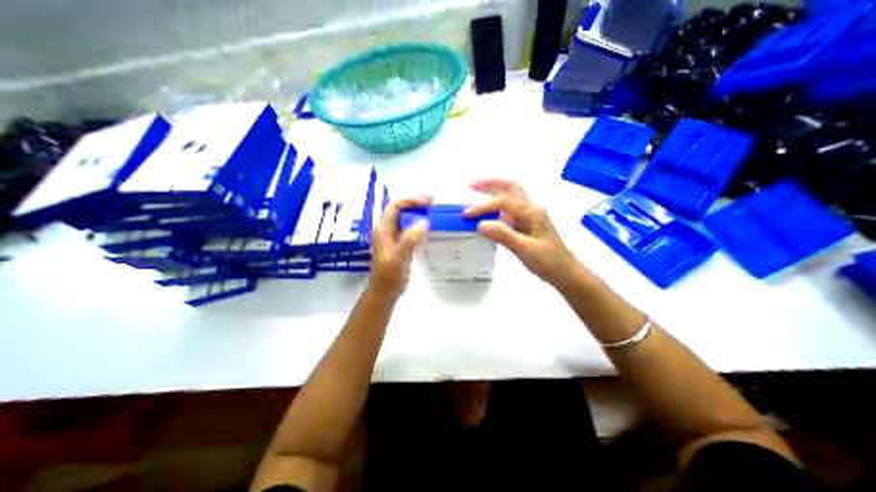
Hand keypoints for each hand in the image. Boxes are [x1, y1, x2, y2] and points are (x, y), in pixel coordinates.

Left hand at [366, 195, 429, 299]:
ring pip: (406, 216)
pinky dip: (420, 222)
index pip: (396, 205)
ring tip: (434, 210)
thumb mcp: (399, 258)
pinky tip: (430, 225)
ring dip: (419, 211)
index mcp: (383, 228)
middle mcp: (387, 228)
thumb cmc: (389, 276)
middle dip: (416, 202)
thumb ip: (409, 239)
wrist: (385, 291)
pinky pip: (410, 226)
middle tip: (434, 202)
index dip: (411, 200)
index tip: (428, 201)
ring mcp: (394, 234)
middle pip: (401, 207)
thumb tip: (425, 221)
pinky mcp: (401, 241)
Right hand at [465, 179, 579, 288]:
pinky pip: (508, 211)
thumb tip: (480, 224)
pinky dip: (495, 208)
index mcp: (532, 212)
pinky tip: (486, 215)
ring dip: (492, 193)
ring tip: (475, 194)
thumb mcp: (526, 250)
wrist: (565, 273)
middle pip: (510, 188)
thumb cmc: (549, 262)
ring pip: (509, 197)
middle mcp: (530, 209)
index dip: (484, 206)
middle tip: (471, 186)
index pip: (504, 201)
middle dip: (490, 184)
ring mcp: (528, 216)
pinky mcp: (525, 225)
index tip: (467, 215)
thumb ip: (504, 235)